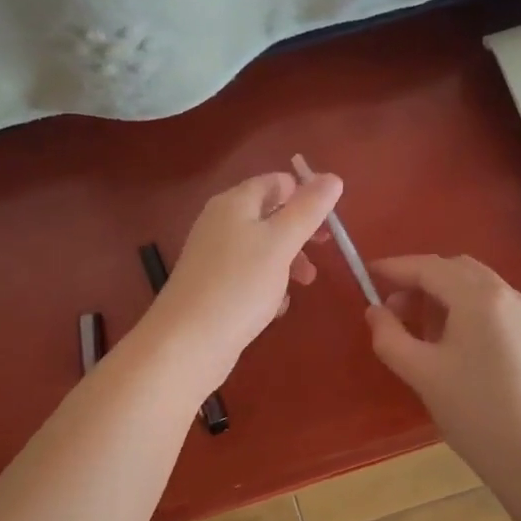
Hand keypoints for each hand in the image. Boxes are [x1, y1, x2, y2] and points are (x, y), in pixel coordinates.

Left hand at [141, 171, 342, 385]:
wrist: (187, 342)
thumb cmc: (239, 284)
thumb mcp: (281, 243)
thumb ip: (308, 209)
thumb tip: (332, 177)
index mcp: (234, 203)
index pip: (275, 182)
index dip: (305, 194)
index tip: (330, 220)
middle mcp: (220, 223)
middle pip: (269, 216)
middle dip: (299, 233)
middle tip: (324, 251)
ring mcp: (214, 256)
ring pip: (261, 249)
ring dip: (288, 262)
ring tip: (303, 285)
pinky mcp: (212, 287)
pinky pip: (248, 277)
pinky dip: (267, 287)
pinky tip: (275, 309)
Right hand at [366, 255, 520, 476]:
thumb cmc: (476, 413)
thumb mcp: (421, 374)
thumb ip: (389, 336)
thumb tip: (375, 311)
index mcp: (480, 298)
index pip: (429, 267)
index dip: (395, 268)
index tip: (367, 274)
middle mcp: (509, 296)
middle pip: (456, 270)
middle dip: (420, 280)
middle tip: (391, 308)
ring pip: (478, 287)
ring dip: (443, 295)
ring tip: (418, 329)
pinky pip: (494, 308)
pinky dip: (466, 310)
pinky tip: (452, 344)